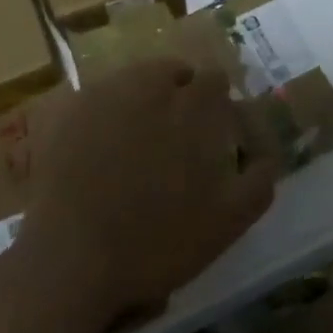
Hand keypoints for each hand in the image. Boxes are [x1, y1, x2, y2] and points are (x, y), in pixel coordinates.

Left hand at [16, 57, 276, 326]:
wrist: (69, 260)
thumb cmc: (157, 241)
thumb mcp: (229, 222)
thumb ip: (258, 179)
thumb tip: (268, 151)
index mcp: (194, 106)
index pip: (216, 79)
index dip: (218, 102)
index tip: (215, 129)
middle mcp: (149, 86)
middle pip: (172, 72)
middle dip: (179, 93)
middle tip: (174, 134)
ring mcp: (102, 95)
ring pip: (130, 81)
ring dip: (140, 99)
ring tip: (134, 140)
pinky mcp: (64, 112)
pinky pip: (93, 100)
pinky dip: (102, 115)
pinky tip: (97, 150)